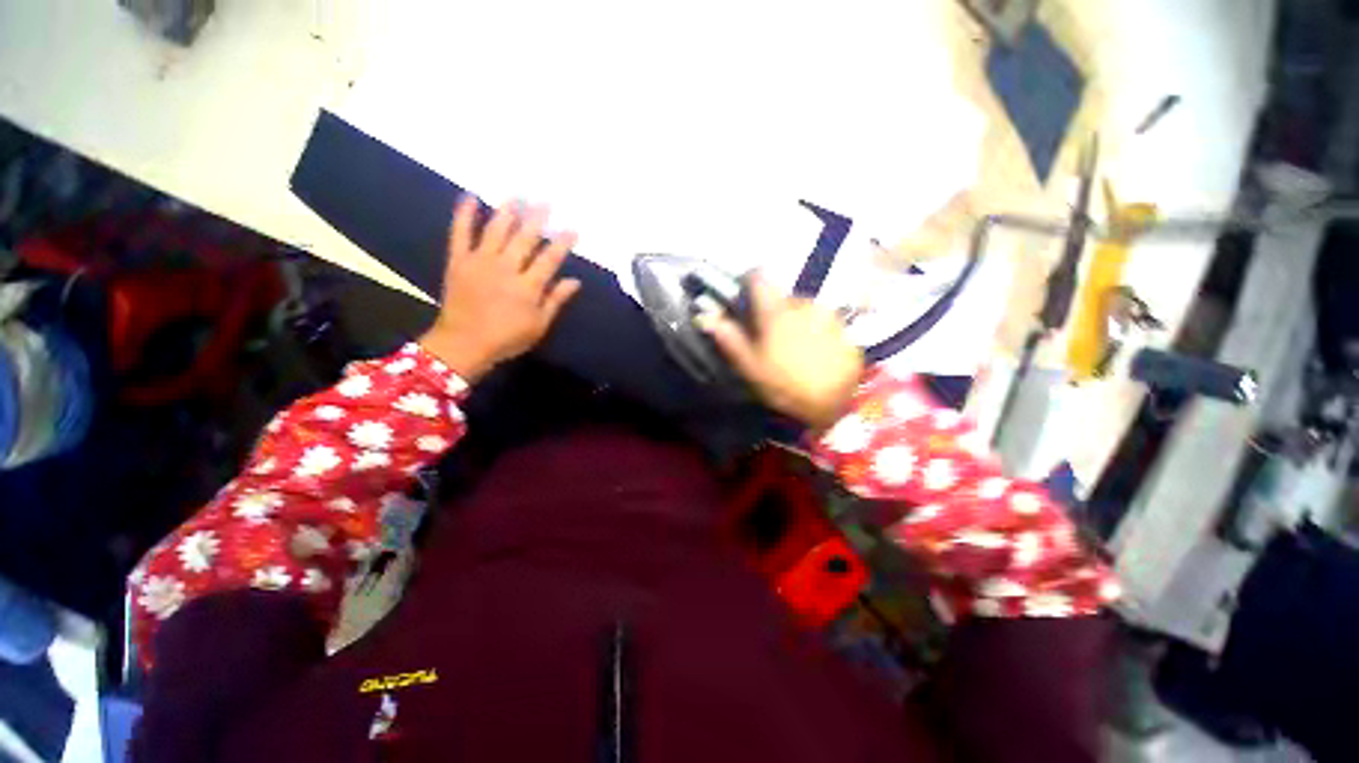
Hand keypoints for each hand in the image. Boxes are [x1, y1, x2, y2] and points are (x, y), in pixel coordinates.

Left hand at [419, 196, 580, 381]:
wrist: (463, 344)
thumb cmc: (506, 339)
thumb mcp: (539, 326)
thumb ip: (556, 301)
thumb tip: (574, 281)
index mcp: (528, 286)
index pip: (550, 258)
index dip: (562, 242)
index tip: (573, 229)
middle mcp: (506, 268)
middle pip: (525, 238)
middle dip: (537, 218)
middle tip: (546, 201)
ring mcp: (480, 261)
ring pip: (496, 229)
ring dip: (508, 210)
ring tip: (517, 194)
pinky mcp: (458, 261)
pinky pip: (460, 233)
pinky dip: (464, 214)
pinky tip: (470, 197)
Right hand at [701, 276, 863, 430]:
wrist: (836, 405)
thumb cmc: (785, 385)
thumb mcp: (750, 366)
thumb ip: (729, 338)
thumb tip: (705, 316)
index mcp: (777, 311)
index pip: (759, 276)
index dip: (749, 283)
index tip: (745, 299)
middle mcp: (804, 304)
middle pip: (781, 296)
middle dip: (773, 311)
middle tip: (769, 338)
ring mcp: (828, 314)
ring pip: (802, 308)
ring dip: (794, 321)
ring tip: (793, 348)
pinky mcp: (843, 326)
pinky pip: (822, 319)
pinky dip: (814, 329)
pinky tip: (813, 353)